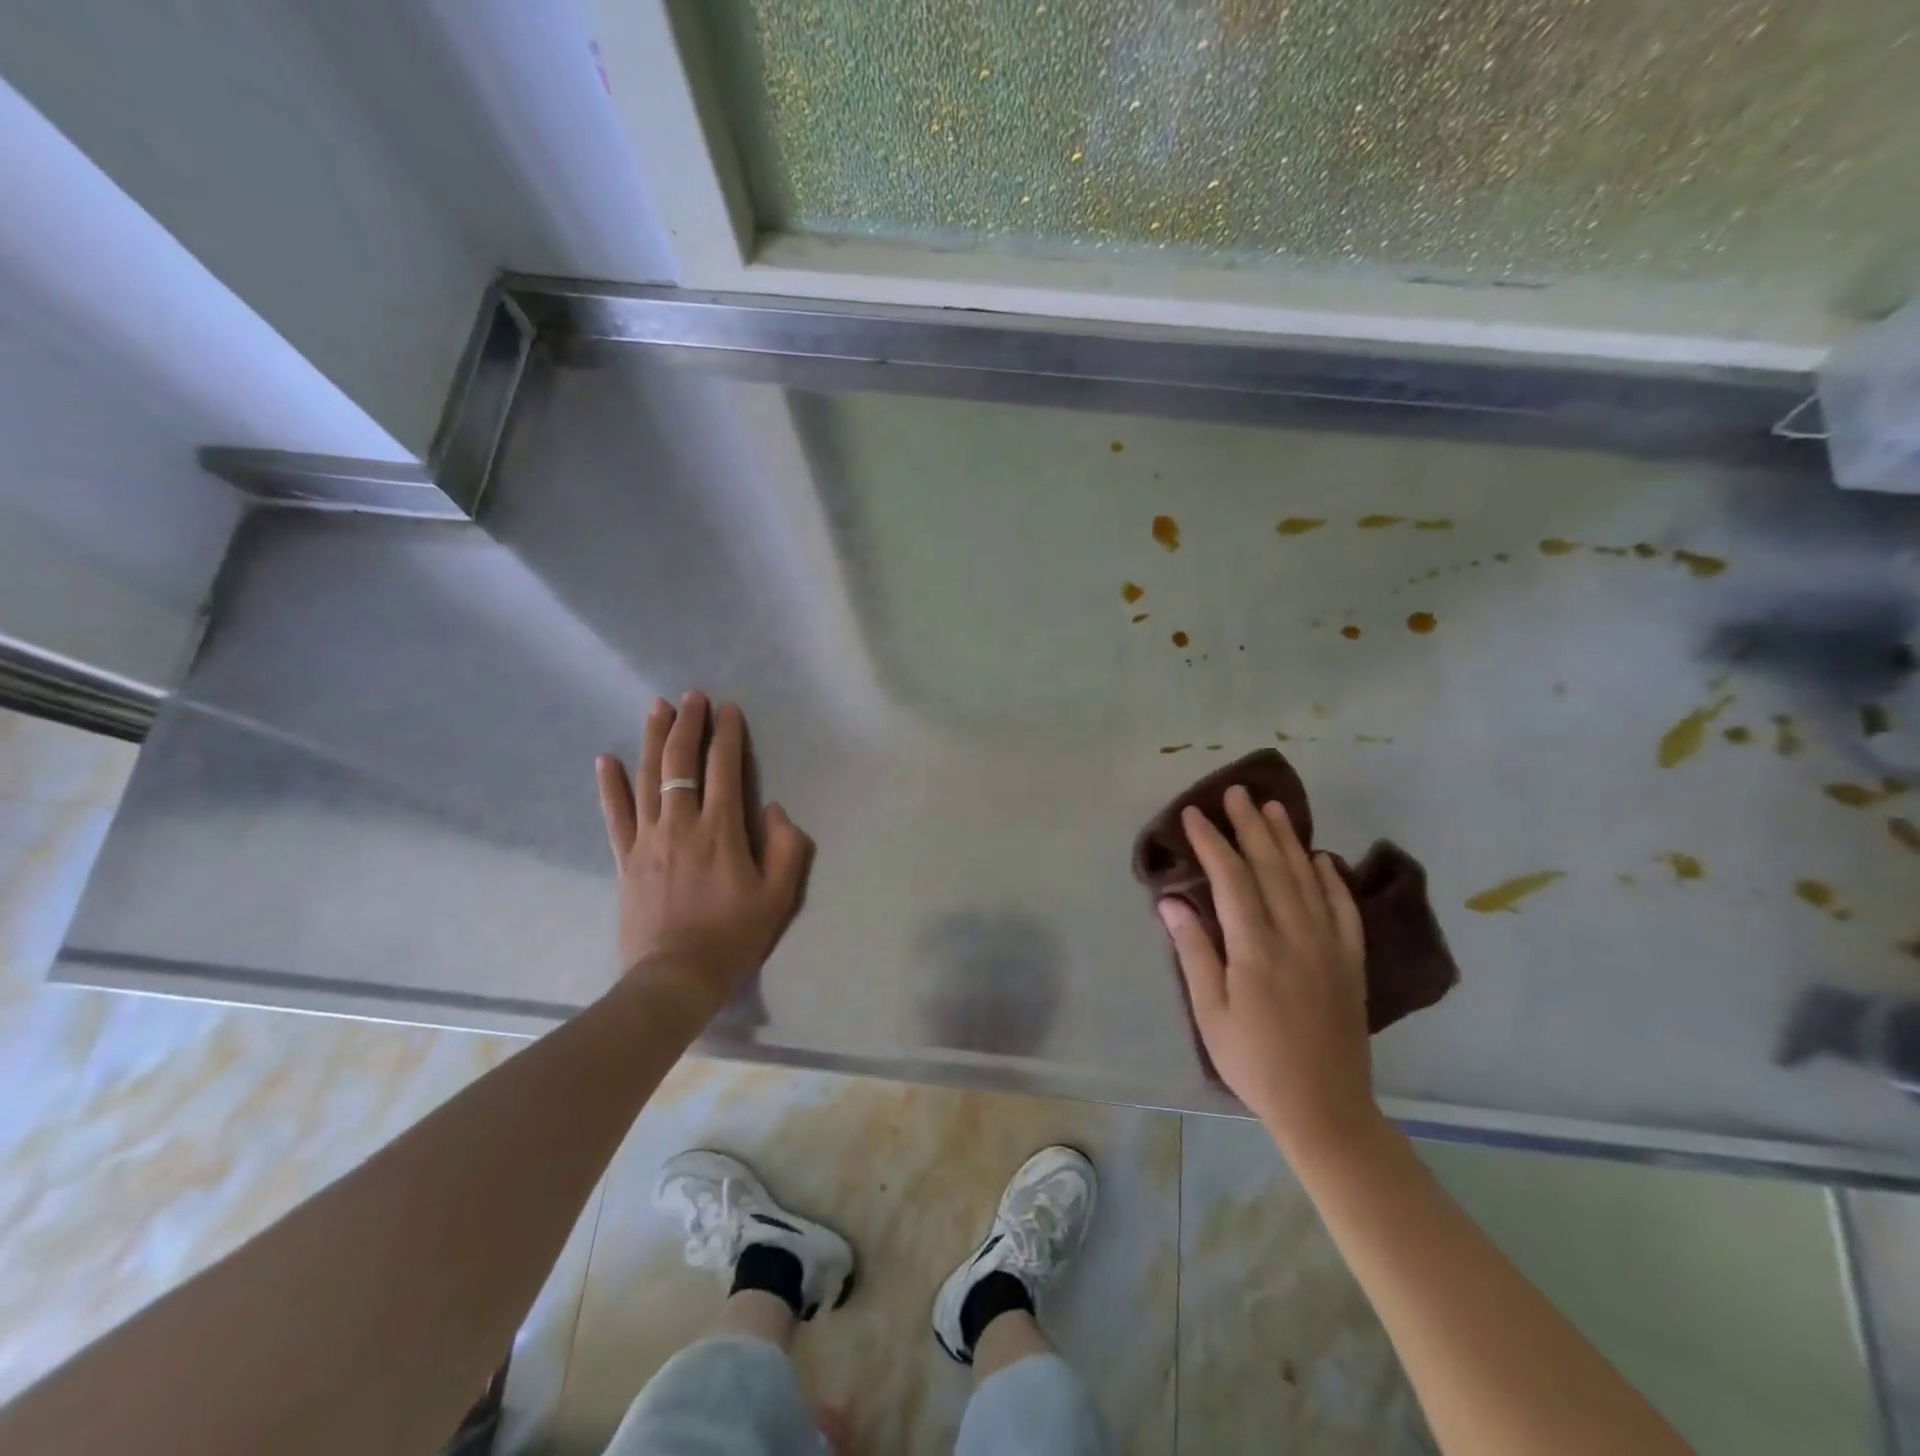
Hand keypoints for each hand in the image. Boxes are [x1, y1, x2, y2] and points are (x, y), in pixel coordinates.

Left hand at [596, 692, 811, 1013]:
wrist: (675, 978)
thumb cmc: (733, 936)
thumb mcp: (779, 896)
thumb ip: (786, 847)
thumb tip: (774, 809)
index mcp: (721, 830)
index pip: (723, 768)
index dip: (727, 734)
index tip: (728, 709)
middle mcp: (681, 824)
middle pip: (681, 762)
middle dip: (688, 724)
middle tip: (692, 696)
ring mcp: (648, 839)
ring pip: (648, 777)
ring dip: (654, 739)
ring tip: (657, 707)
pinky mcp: (626, 858)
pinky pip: (614, 814)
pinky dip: (610, 785)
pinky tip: (606, 759)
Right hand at [1157, 786, 1380, 1157]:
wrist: (1324, 1106)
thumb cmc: (1254, 1061)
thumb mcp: (1210, 1012)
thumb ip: (1194, 951)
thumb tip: (1171, 900)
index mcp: (1256, 948)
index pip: (1231, 878)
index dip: (1211, 843)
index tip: (1193, 815)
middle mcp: (1297, 935)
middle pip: (1271, 866)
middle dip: (1250, 826)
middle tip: (1236, 793)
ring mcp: (1330, 945)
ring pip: (1307, 878)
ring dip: (1289, 839)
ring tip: (1274, 807)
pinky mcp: (1351, 961)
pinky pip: (1344, 907)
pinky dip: (1331, 877)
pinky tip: (1321, 857)